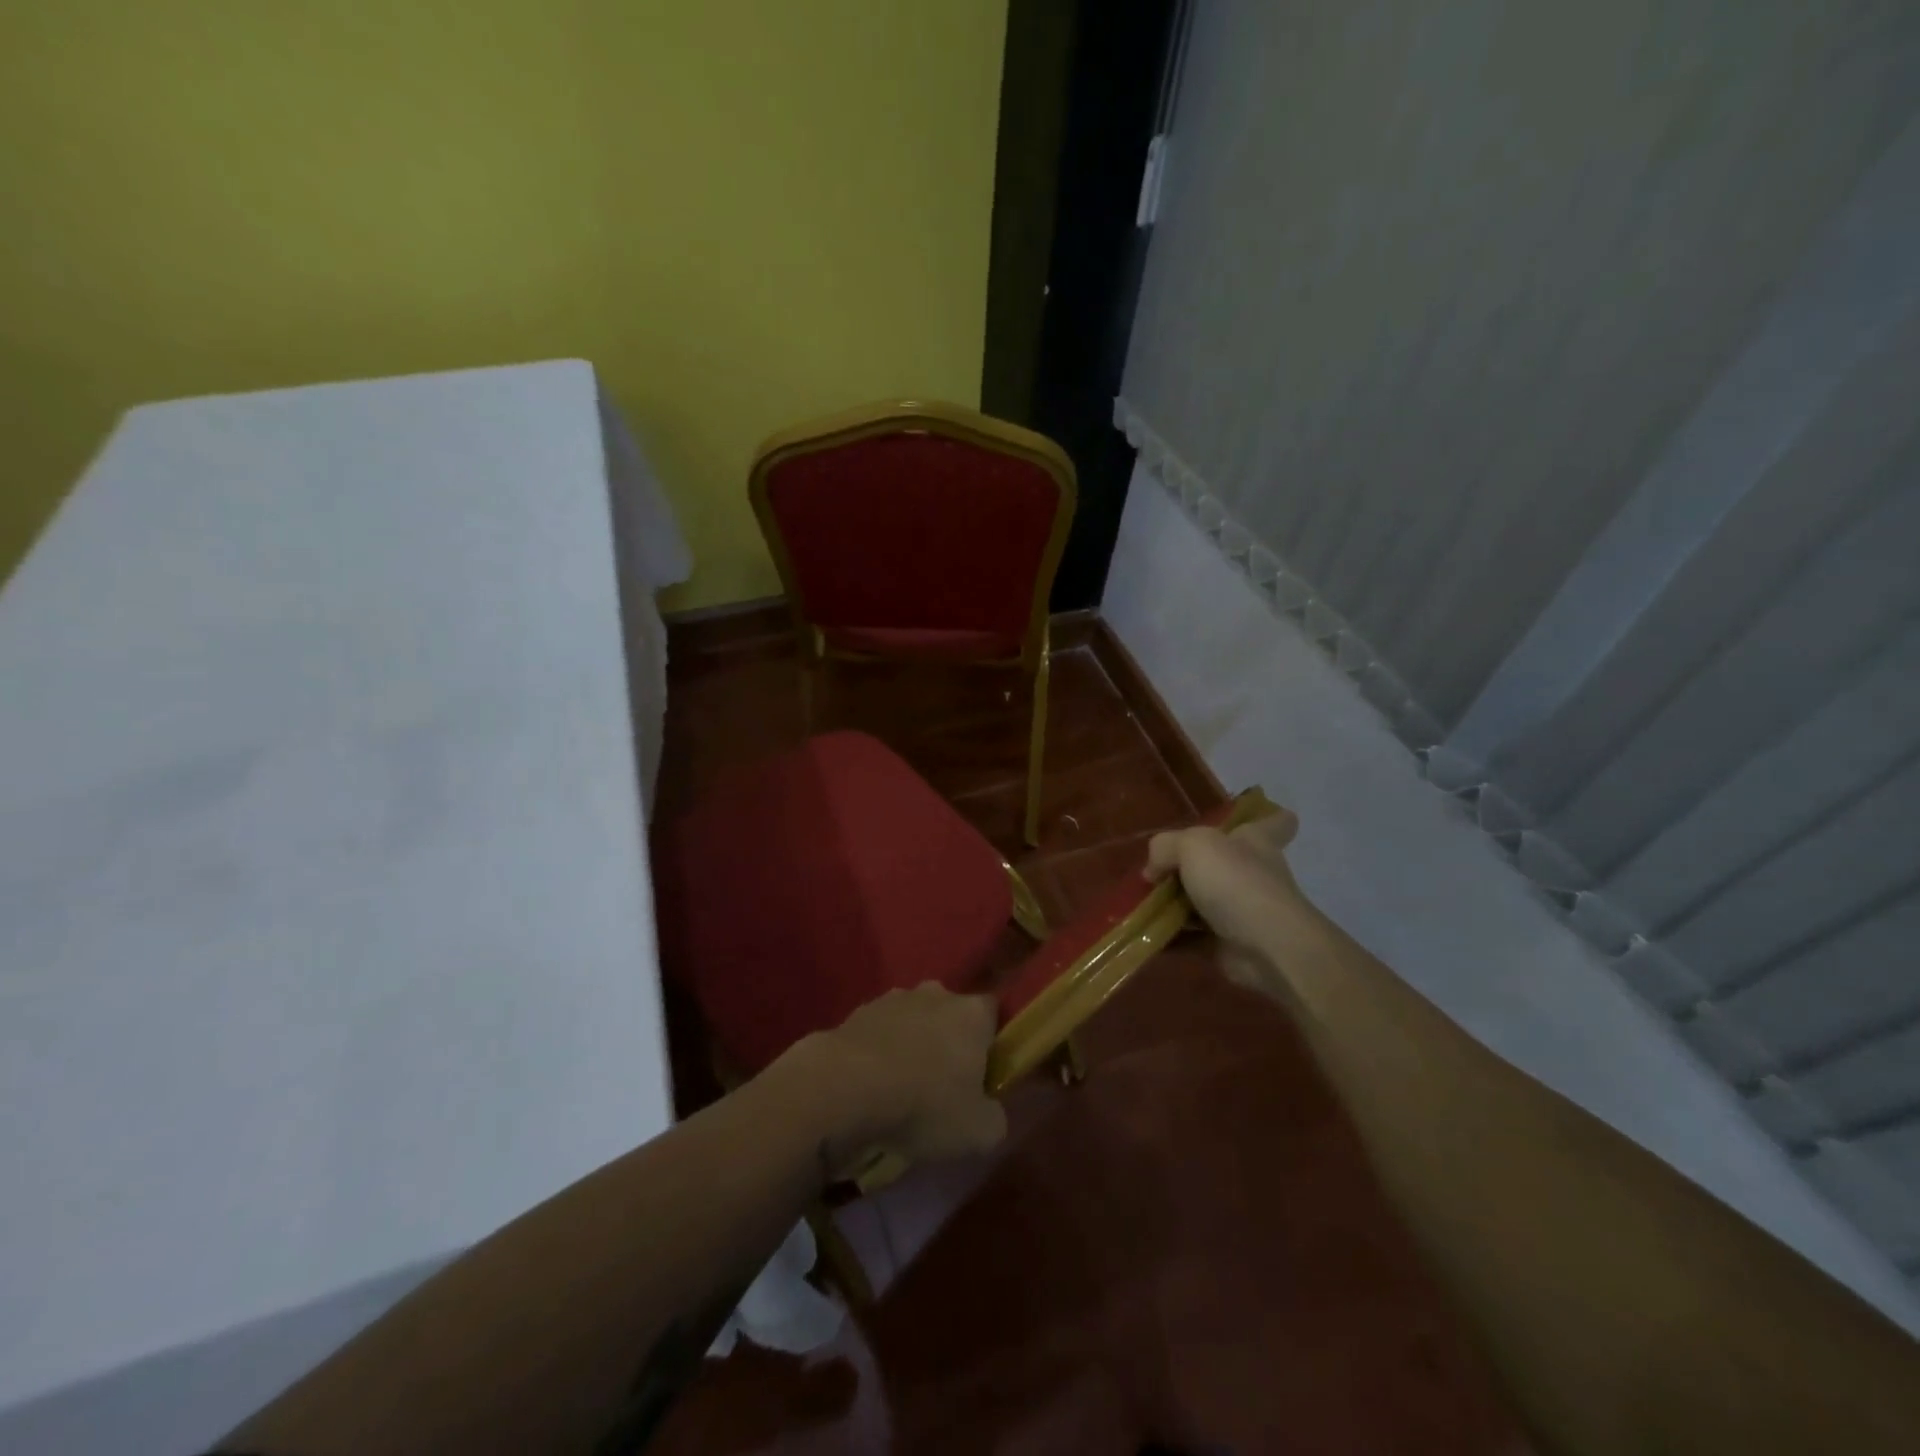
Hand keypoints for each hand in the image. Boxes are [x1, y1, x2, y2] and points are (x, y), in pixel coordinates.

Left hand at [786, 983, 1005, 1178]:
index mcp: (973, 1013)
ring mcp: (894, 998)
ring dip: (911, 1045)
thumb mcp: (978, 1132)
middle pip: (951, 1014)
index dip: (991, 1044)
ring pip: (913, 1021)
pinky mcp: (857, 1011)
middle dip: (949, 1042)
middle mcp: (936, 994)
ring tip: (900, 1090)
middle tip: (942, 1087)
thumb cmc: (924, 1104)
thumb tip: (989, 1112)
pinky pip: (879, 1033)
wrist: (845, 1088)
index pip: (993, 1015)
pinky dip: (879, 1053)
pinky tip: (870, 1087)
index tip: (983, 1077)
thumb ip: (995, 1118)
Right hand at [1146, 808, 1312, 983]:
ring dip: (1174, 906)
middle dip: (1192, 868)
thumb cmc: (1236, 882)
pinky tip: (1144, 933)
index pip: (1275, 822)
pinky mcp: (1229, 944)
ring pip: (1203, 903)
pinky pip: (1192, 938)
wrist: (1266, 947)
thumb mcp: (1192, 846)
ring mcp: (1243, 912)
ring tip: (1139, 903)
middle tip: (1157, 872)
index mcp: (1254, 841)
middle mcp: (1252, 873)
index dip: (1265, 817)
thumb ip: (1165, 848)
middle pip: (1225, 864)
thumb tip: (1154, 872)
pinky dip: (1170, 938)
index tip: (1249, 819)